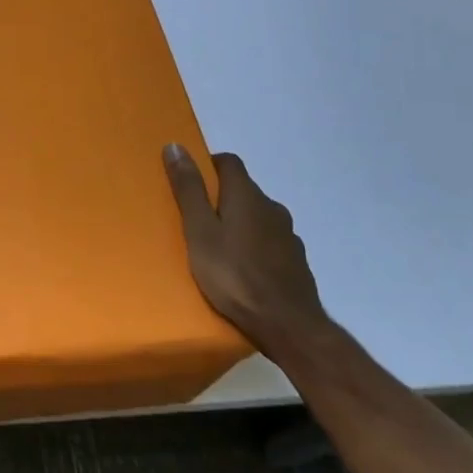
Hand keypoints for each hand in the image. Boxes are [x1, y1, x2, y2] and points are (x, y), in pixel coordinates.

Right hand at [164, 145, 329, 361]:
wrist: (289, 327)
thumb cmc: (234, 275)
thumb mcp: (199, 231)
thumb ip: (188, 189)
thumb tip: (176, 145)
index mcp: (247, 195)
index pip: (229, 162)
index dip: (208, 166)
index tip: (191, 183)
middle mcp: (272, 208)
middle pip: (244, 189)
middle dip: (221, 197)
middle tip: (197, 219)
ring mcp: (288, 236)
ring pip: (258, 217)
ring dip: (240, 222)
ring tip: (219, 247)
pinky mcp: (296, 262)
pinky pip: (270, 242)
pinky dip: (255, 245)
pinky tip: (243, 268)